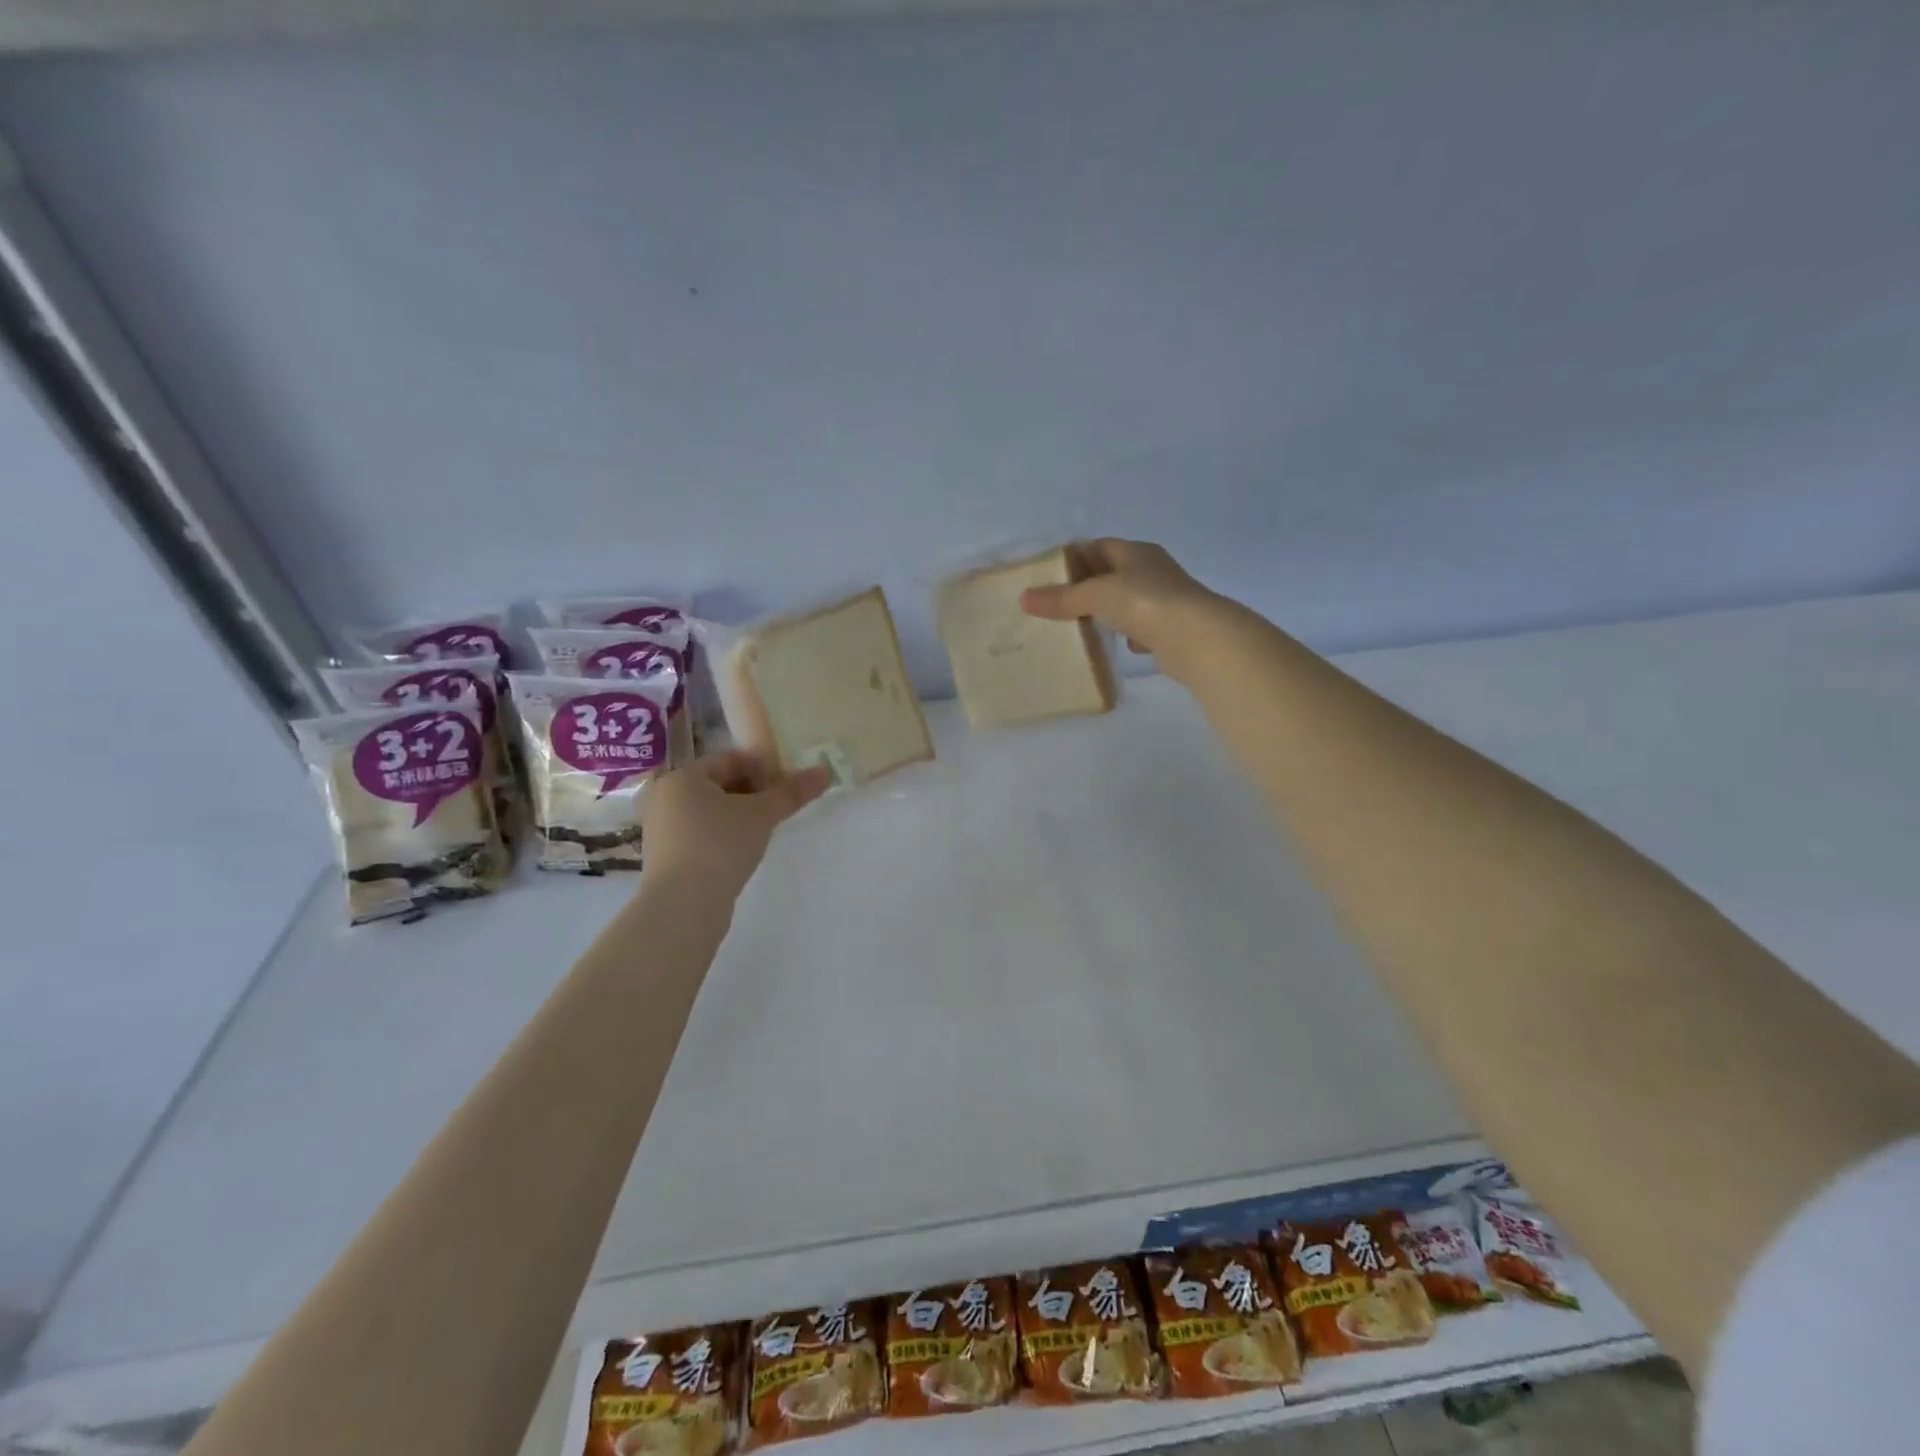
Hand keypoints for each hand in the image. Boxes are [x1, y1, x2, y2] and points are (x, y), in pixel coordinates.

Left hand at [641, 750, 831, 897]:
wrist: (683, 905)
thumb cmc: (720, 845)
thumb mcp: (762, 814)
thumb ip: (792, 792)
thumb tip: (825, 772)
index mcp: (683, 776)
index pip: (730, 759)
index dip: (764, 768)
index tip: (788, 787)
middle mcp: (665, 797)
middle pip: (719, 784)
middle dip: (753, 793)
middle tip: (780, 808)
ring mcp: (661, 828)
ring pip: (710, 810)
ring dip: (740, 815)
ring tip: (765, 830)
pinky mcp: (665, 856)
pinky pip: (701, 833)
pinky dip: (723, 835)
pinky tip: (743, 850)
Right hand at [1019, 539, 1227, 676]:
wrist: (1197, 637)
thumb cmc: (1144, 602)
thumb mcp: (1096, 595)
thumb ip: (1062, 598)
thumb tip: (1023, 598)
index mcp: (1136, 552)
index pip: (1099, 546)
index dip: (1073, 557)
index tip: (1048, 574)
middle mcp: (1152, 570)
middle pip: (1112, 573)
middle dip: (1087, 586)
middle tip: (1056, 602)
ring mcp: (1165, 599)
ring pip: (1127, 601)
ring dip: (1108, 611)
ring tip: (1079, 624)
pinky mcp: (1172, 627)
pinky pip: (1143, 626)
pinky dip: (1128, 633)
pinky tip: (1117, 644)